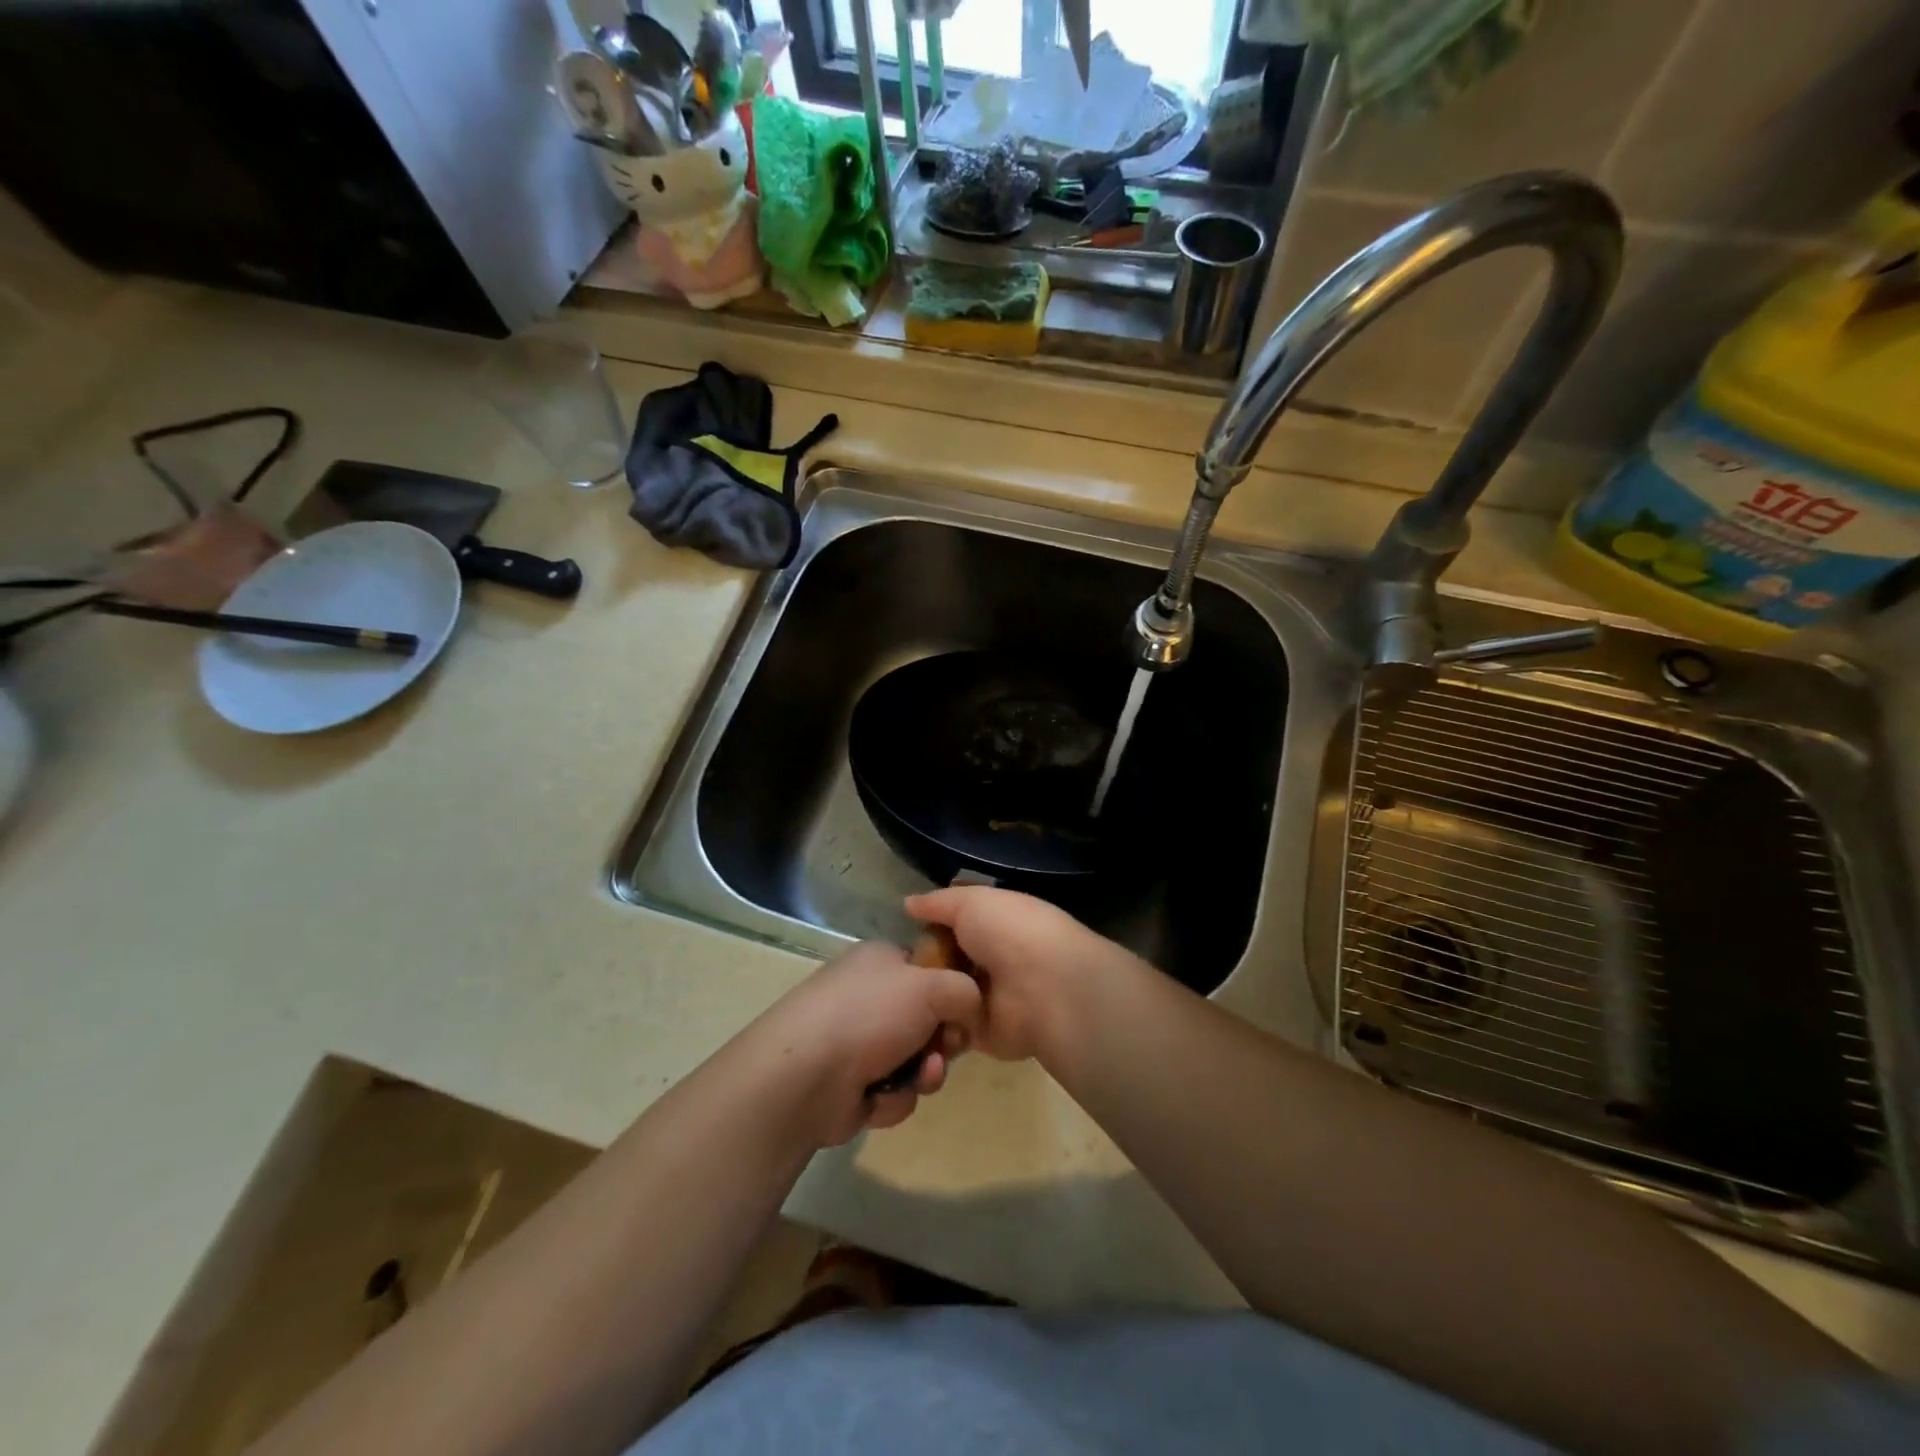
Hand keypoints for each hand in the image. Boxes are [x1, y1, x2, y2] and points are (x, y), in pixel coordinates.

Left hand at [755, 941, 981, 1147]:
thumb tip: (970, 1009)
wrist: (805, 1075)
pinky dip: (894, 1096)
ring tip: (919, 1077)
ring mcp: (858, 1042)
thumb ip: (965, 991)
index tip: (966, 1012)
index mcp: (881, 961)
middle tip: (944, 1050)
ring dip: (925, 1073)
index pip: (928, 969)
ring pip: (916, 1059)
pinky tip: (878, 1097)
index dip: (952, 992)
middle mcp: (869, 997)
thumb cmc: (870, 1015)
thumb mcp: (931, 987)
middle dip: (942, 1041)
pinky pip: (895, 1090)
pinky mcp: (852, 1085)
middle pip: (928, 1019)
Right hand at [903, 886, 1137, 1064]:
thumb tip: (908, 903)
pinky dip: (930, 1027)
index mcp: (994, 924)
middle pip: (943, 961)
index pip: (954, 924)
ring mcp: (985, 998)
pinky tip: (905, 1023)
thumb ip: (939, 903)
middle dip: (919, 964)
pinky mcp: (981, 1034)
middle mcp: (990, 960)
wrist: (1045, 988)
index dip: (929, 926)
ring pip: (941, 996)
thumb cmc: (1010, 932)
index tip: (901, 931)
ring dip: (921, 997)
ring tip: (893, 996)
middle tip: (891, 968)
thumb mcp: (972, 902)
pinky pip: (947, 1029)